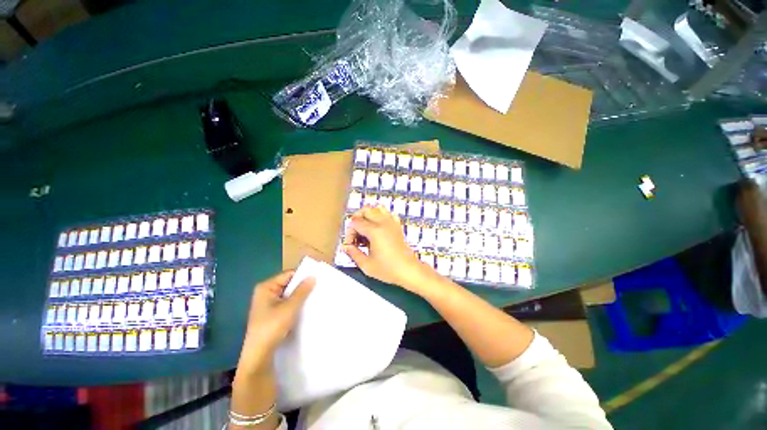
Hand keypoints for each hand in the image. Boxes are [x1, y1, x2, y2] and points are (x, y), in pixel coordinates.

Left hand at [238, 271, 314, 371]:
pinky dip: (296, 305)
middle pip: (289, 284)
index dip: (303, 276)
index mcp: (266, 287)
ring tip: (314, 298)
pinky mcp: (272, 314)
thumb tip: (313, 276)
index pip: (288, 274)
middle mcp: (266, 293)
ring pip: (289, 295)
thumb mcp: (290, 307)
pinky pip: (287, 304)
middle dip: (302, 287)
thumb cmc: (272, 327)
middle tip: (318, 288)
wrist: (259, 355)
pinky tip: (306, 308)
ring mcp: (268, 304)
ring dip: (300, 297)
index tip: (317, 279)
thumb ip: (302, 291)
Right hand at [343, 205, 436, 293]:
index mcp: (374, 231)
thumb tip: (346, 247)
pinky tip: (378, 229)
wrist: (408, 270)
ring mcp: (392, 222)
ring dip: (369, 216)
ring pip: (377, 208)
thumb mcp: (366, 265)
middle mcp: (383, 222)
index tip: (352, 245)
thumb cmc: (387, 269)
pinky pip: (387, 214)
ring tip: (366, 230)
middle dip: (357, 220)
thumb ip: (353, 254)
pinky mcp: (397, 225)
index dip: (350, 232)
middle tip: (357, 235)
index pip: (355, 222)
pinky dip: (380, 217)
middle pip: (365, 210)